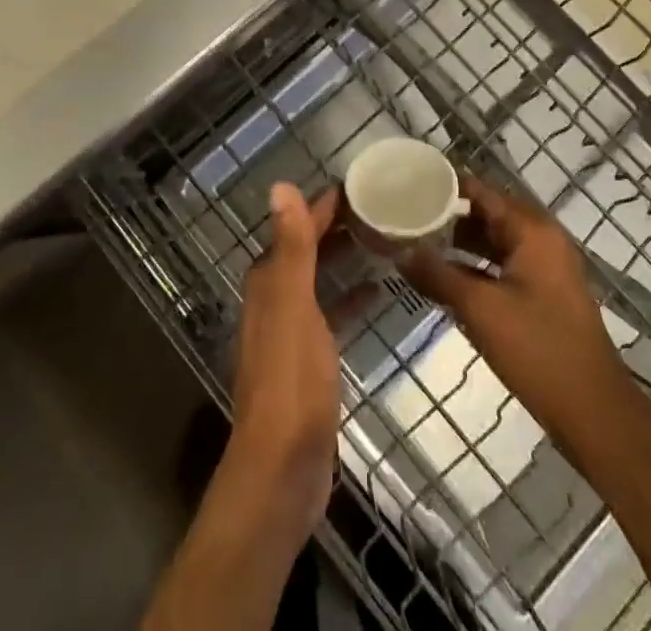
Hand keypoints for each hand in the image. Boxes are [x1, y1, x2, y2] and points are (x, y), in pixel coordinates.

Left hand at [225, 183, 360, 543]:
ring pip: (319, 278)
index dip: (324, 204)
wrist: (283, 468)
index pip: (297, 226)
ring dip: (343, 258)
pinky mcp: (310, 359)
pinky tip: (377, 292)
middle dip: (337, 226)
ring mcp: (292, 330)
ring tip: (382, 239)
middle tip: (380, 206)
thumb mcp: (294, 305)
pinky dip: (350, 297)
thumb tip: (279, 185)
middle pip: (307, 249)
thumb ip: (291, 247)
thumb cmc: (291, 380)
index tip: (360, 183)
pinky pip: (332, 312)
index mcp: (268, 281)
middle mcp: (275, 298)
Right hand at [402, 176, 631, 444]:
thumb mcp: (480, 309)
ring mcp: (546, 266)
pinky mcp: (544, 292)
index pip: (482, 191)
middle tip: (407, 215)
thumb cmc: (537, 349)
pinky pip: (504, 263)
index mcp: (532, 230)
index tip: (409, 184)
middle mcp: (542, 238)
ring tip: (418, 243)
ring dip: (461, 242)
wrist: (593, 412)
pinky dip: (477, 265)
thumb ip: (438, 275)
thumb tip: (399, 252)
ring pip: (495, 240)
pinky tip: (446, 277)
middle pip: (488, 213)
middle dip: (449, 215)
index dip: (446, 186)